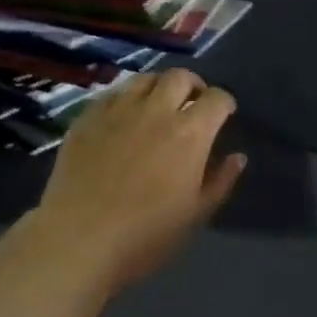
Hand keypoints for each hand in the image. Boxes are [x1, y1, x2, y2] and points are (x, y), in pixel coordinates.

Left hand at [29, 68, 245, 291]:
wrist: (79, 239)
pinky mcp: (87, 118)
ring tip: (158, 105)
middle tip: (192, 104)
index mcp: (190, 133)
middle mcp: (156, 111)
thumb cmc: (146, 235)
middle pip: (180, 77)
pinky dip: (126, 99)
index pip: (216, 99)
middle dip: (193, 85)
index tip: (224, 114)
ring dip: (159, 87)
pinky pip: (112, 94)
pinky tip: (123, 118)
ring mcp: (118, 111)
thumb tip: (237, 157)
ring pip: (144, 79)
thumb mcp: (196, 215)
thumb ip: (220, 181)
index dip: (224, 103)